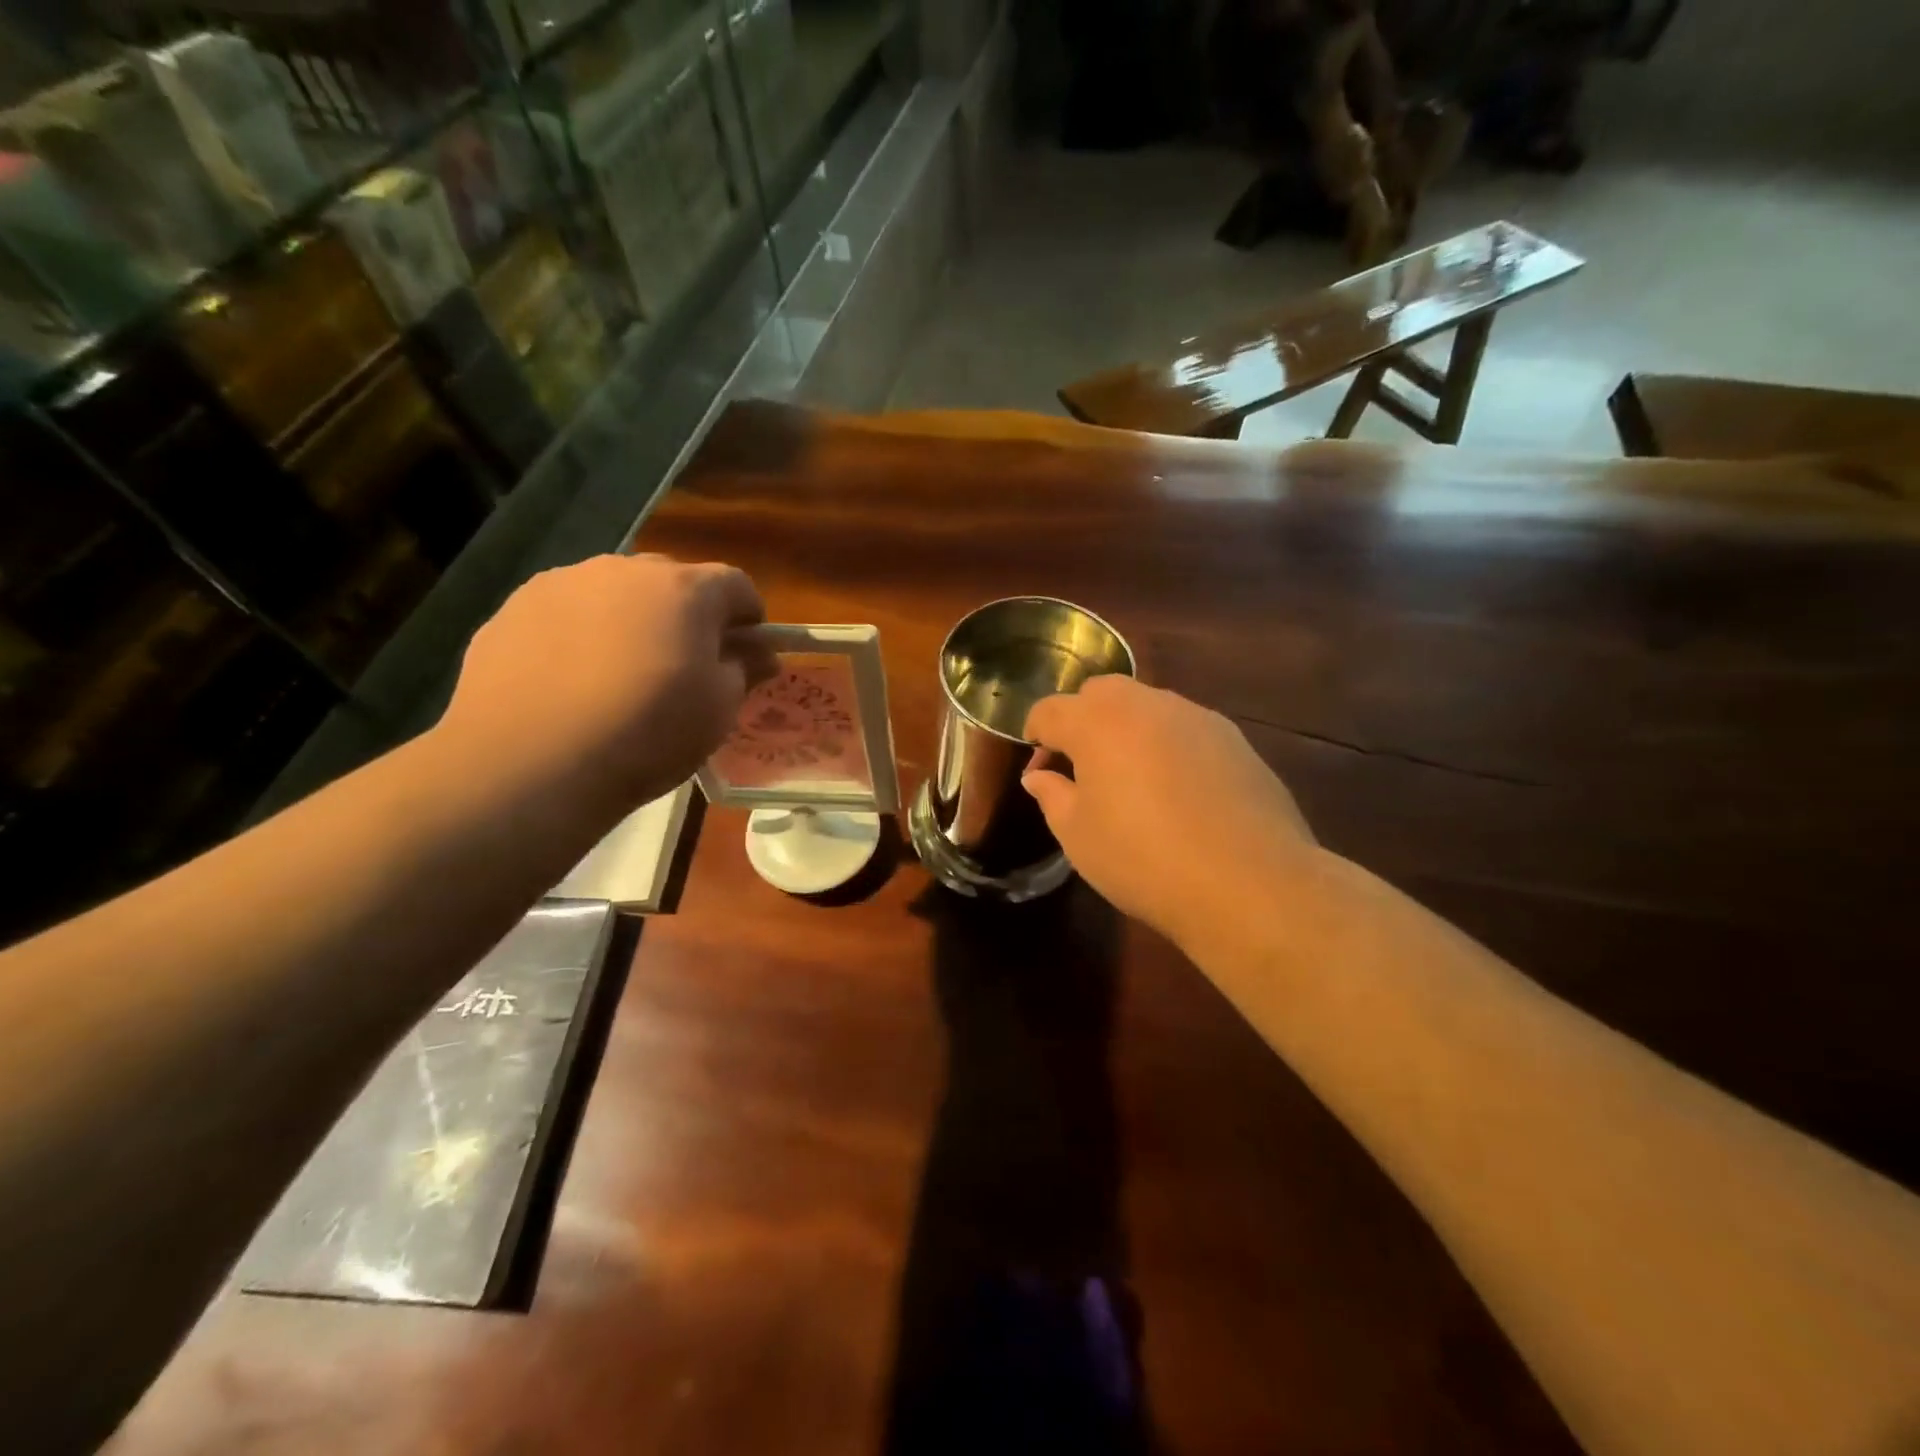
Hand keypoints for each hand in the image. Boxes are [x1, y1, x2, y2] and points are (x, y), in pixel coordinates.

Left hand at [436, 554, 773, 809]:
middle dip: (688, 616)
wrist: (530, 762)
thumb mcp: (718, 710)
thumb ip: (744, 670)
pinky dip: (580, 636)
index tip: (746, 654)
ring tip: (620, 677)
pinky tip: (572, 684)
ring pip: (615, 594)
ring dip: (631, 621)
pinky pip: (566, 614)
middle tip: (684, 666)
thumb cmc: (647, 732)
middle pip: (673, 581)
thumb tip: (760, 653)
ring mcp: (561, 584)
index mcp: (684, 589)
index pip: (736, 584)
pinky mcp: (512, 609)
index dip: (749, 618)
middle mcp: (624, 570)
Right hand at [1023, 676, 1316, 949]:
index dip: (1035, 736)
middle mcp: (1146, 704)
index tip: (1039, 773)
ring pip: (1146, 705)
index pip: (1050, 710)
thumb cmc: (1143, 859)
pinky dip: (1167, 745)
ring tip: (1131, 780)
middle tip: (1081, 769)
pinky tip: (1177, 791)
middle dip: (1081, 720)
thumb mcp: (1078, 836)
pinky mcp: (1233, 737)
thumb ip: (1052, 795)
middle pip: (1100, 693)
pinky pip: (1184, 728)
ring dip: (1126, 730)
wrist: (1247, 882)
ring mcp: (1196, 716)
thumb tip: (1040, 776)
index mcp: (1097, 722)